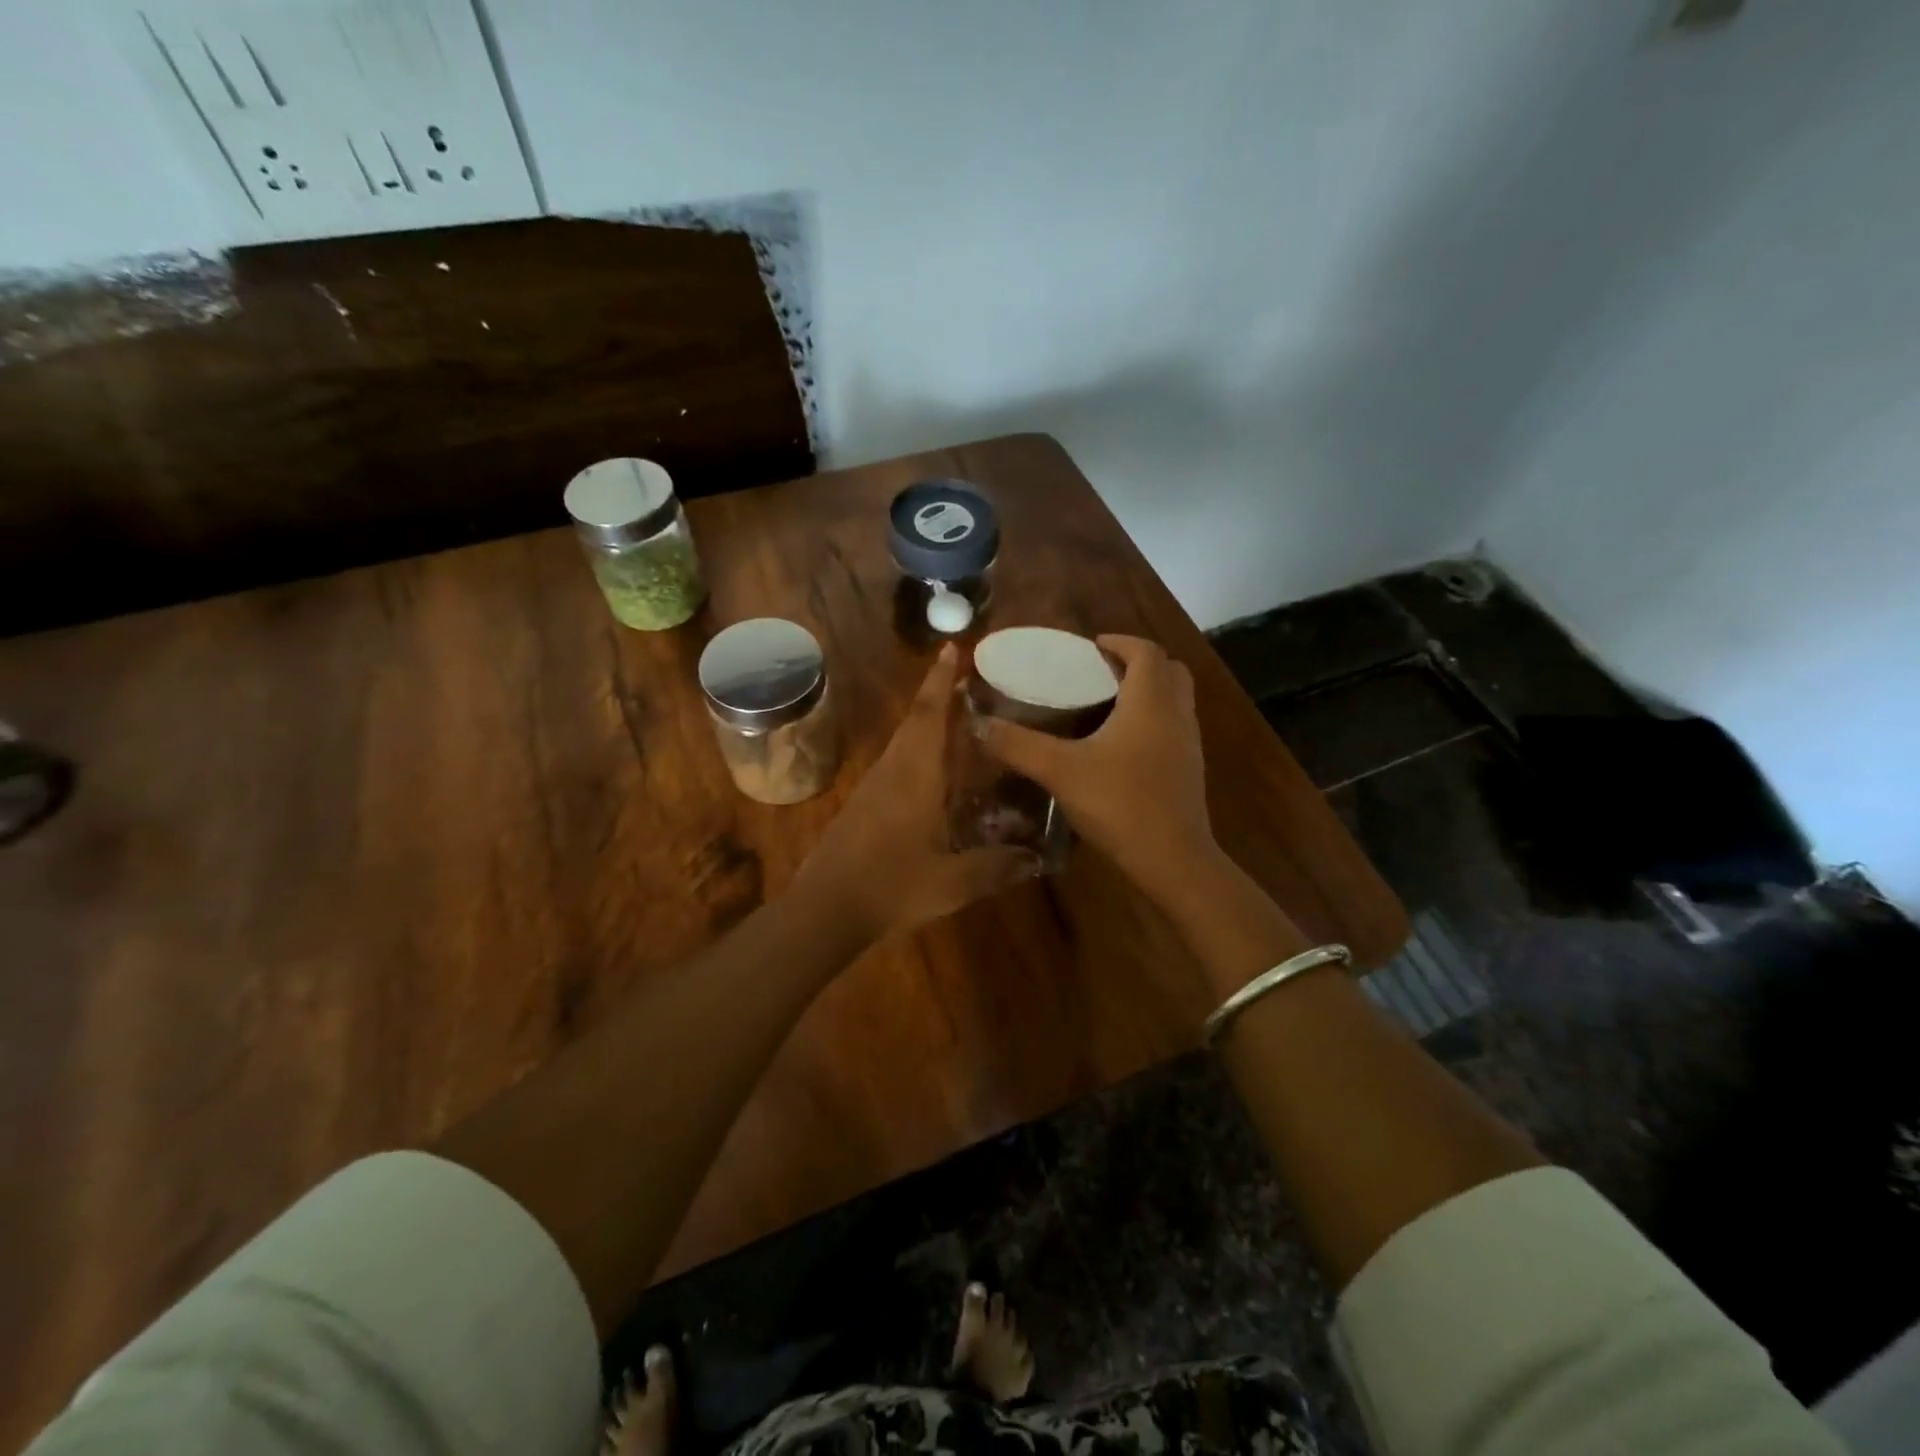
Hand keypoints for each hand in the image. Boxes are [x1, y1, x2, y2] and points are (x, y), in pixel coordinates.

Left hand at [796, 645, 1039, 942]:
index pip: (929, 715)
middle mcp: (892, 770)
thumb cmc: (892, 886)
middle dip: (937, 695)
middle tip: (968, 683)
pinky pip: (896, 765)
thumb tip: (1035, 858)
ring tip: (959, 722)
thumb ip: (997, 867)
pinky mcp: (863, 806)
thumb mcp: (954, 882)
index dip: (941, 680)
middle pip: (915, 721)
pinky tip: (935, 775)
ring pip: (903, 743)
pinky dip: (918, 753)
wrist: (825, 909)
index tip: (951, 649)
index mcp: (915, 775)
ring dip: (927, 724)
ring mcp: (873, 787)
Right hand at [977, 635, 1218, 907]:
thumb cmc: (1120, 804)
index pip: (1146, 652)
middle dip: (1137, 664)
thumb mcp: (1060, 771)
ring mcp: (1188, 744)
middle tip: (1100, 673)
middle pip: (1168, 671)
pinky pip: (1173, 729)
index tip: (1091, 647)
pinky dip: (1151, 722)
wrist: (1173, 860)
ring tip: (1106, 706)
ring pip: (1174, 701)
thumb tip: (978, 724)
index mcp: (1151, 702)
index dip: (1120, 642)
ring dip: (1147, 693)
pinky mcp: (1189, 771)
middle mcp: (1177, 715)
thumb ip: (1018, 745)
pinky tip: (1120, 747)